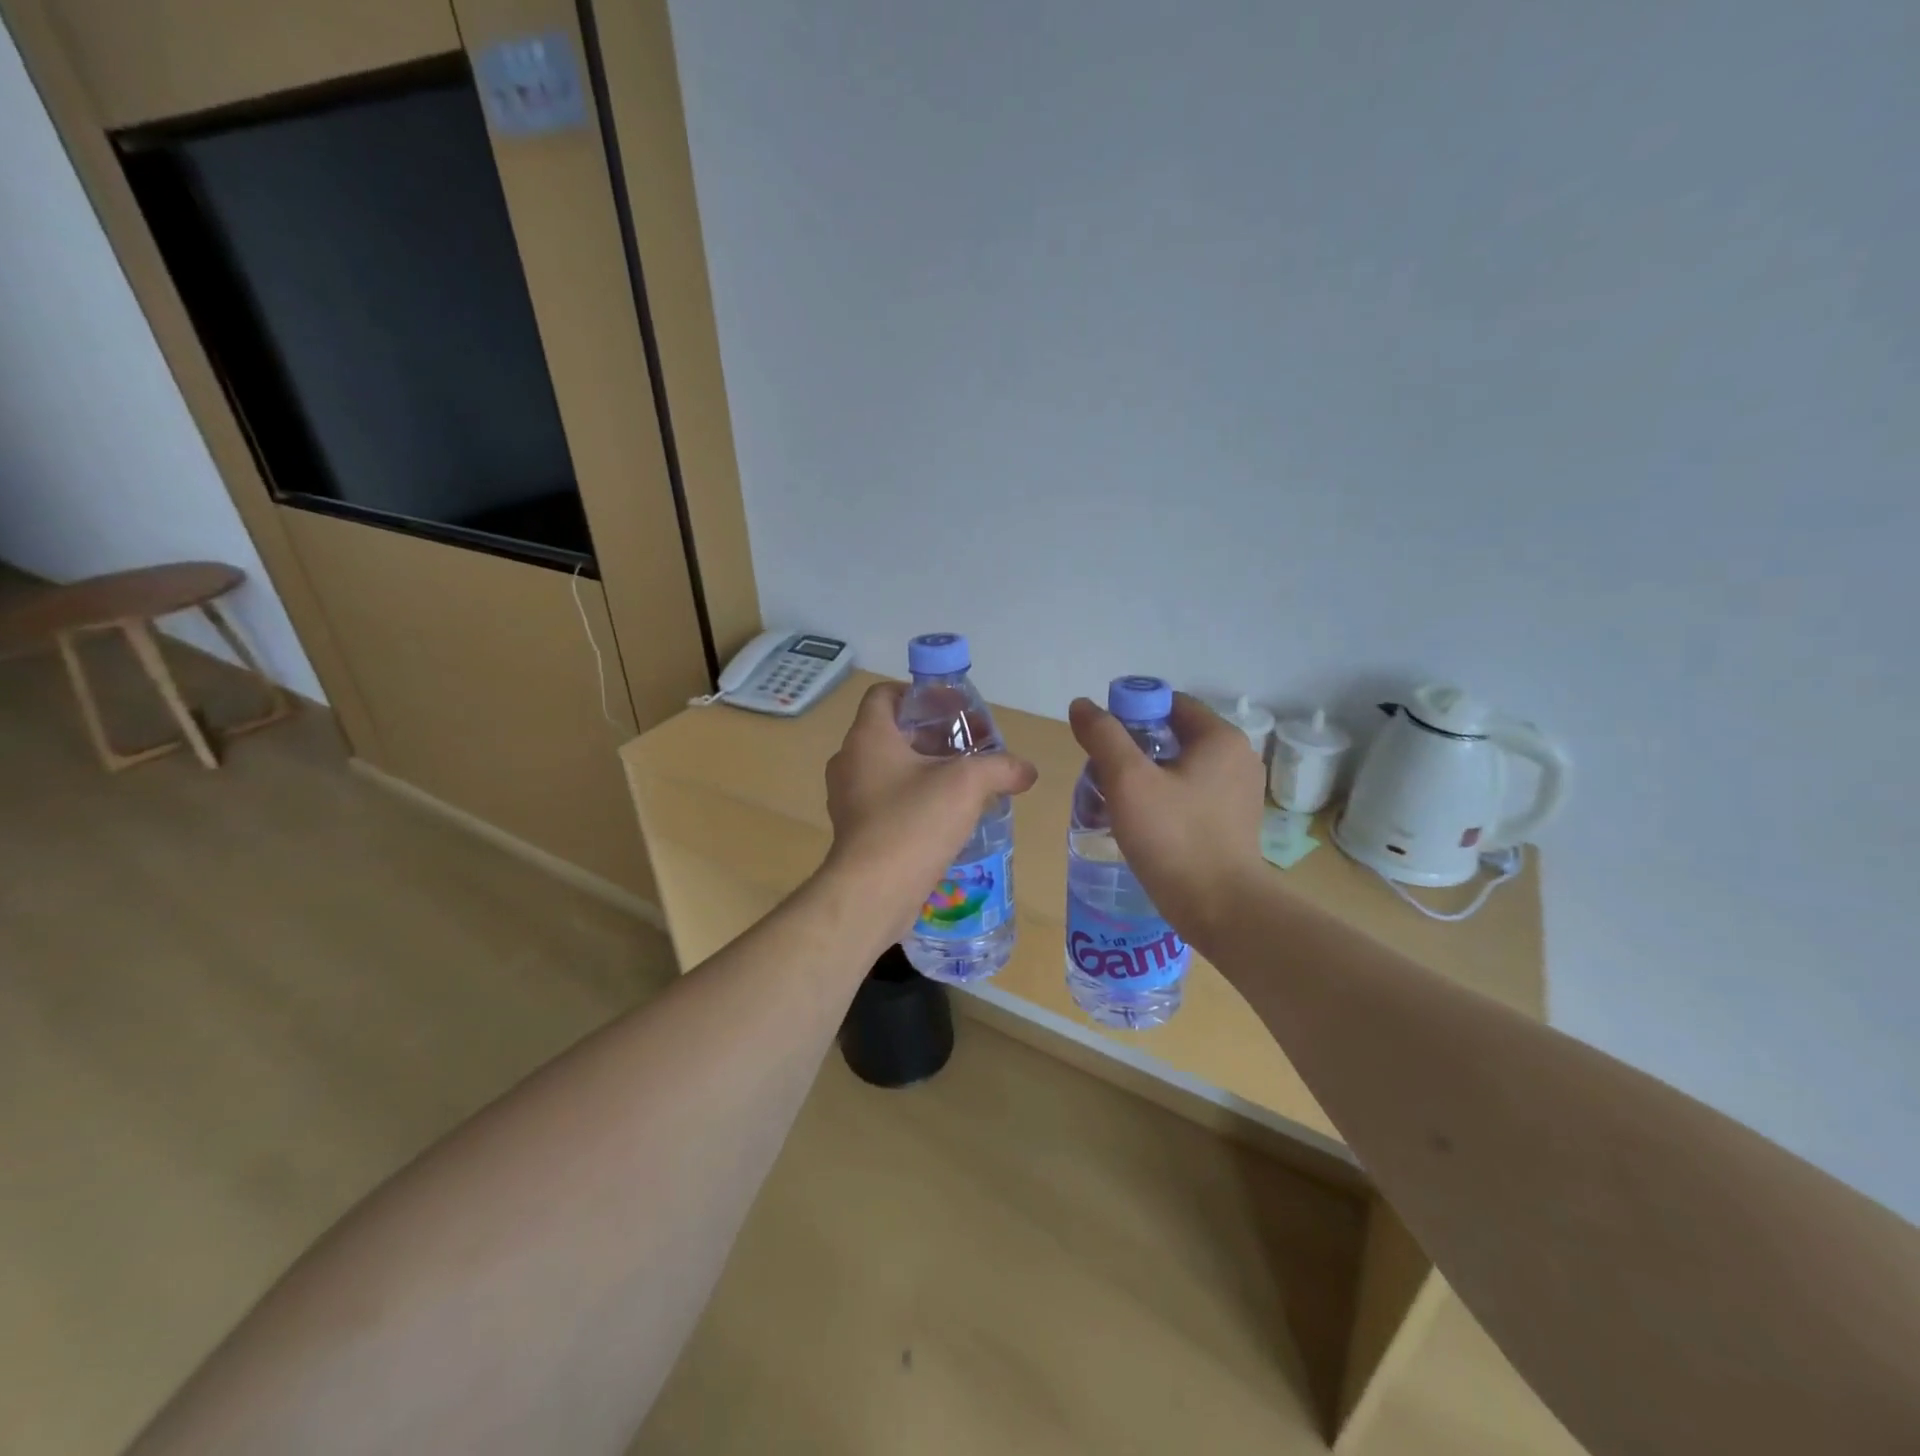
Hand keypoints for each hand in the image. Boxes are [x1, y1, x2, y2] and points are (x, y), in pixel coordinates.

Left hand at [823, 682, 1038, 937]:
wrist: (872, 892)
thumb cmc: (913, 822)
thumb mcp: (967, 784)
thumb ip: (1000, 768)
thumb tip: (1026, 770)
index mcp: (868, 737)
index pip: (884, 694)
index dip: (919, 694)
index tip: (952, 709)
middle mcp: (850, 761)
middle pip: (892, 732)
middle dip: (933, 736)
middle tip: (970, 747)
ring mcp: (848, 798)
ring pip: (889, 769)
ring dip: (925, 770)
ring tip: (964, 783)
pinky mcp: (855, 830)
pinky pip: (886, 801)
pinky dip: (914, 799)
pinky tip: (946, 817)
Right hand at [1068, 692, 1267, 950]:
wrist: (1221, 909)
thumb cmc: (1174, 837)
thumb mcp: (1128, 781)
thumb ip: (1103, 736)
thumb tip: (1082, 705)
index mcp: (1220, 738)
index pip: (1169, 703)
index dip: (1130, 711)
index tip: (1100, 739)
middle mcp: (1237, 758)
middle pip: (1173, 735)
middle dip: (1132, 748)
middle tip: (1100, 772)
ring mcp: (1238, 794)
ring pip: (1179, 768)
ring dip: (1144, 777)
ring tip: (1113, 800)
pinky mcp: (1232, 824)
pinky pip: (1190, 796)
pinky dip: (1163, 800)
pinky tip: (1140, 824)